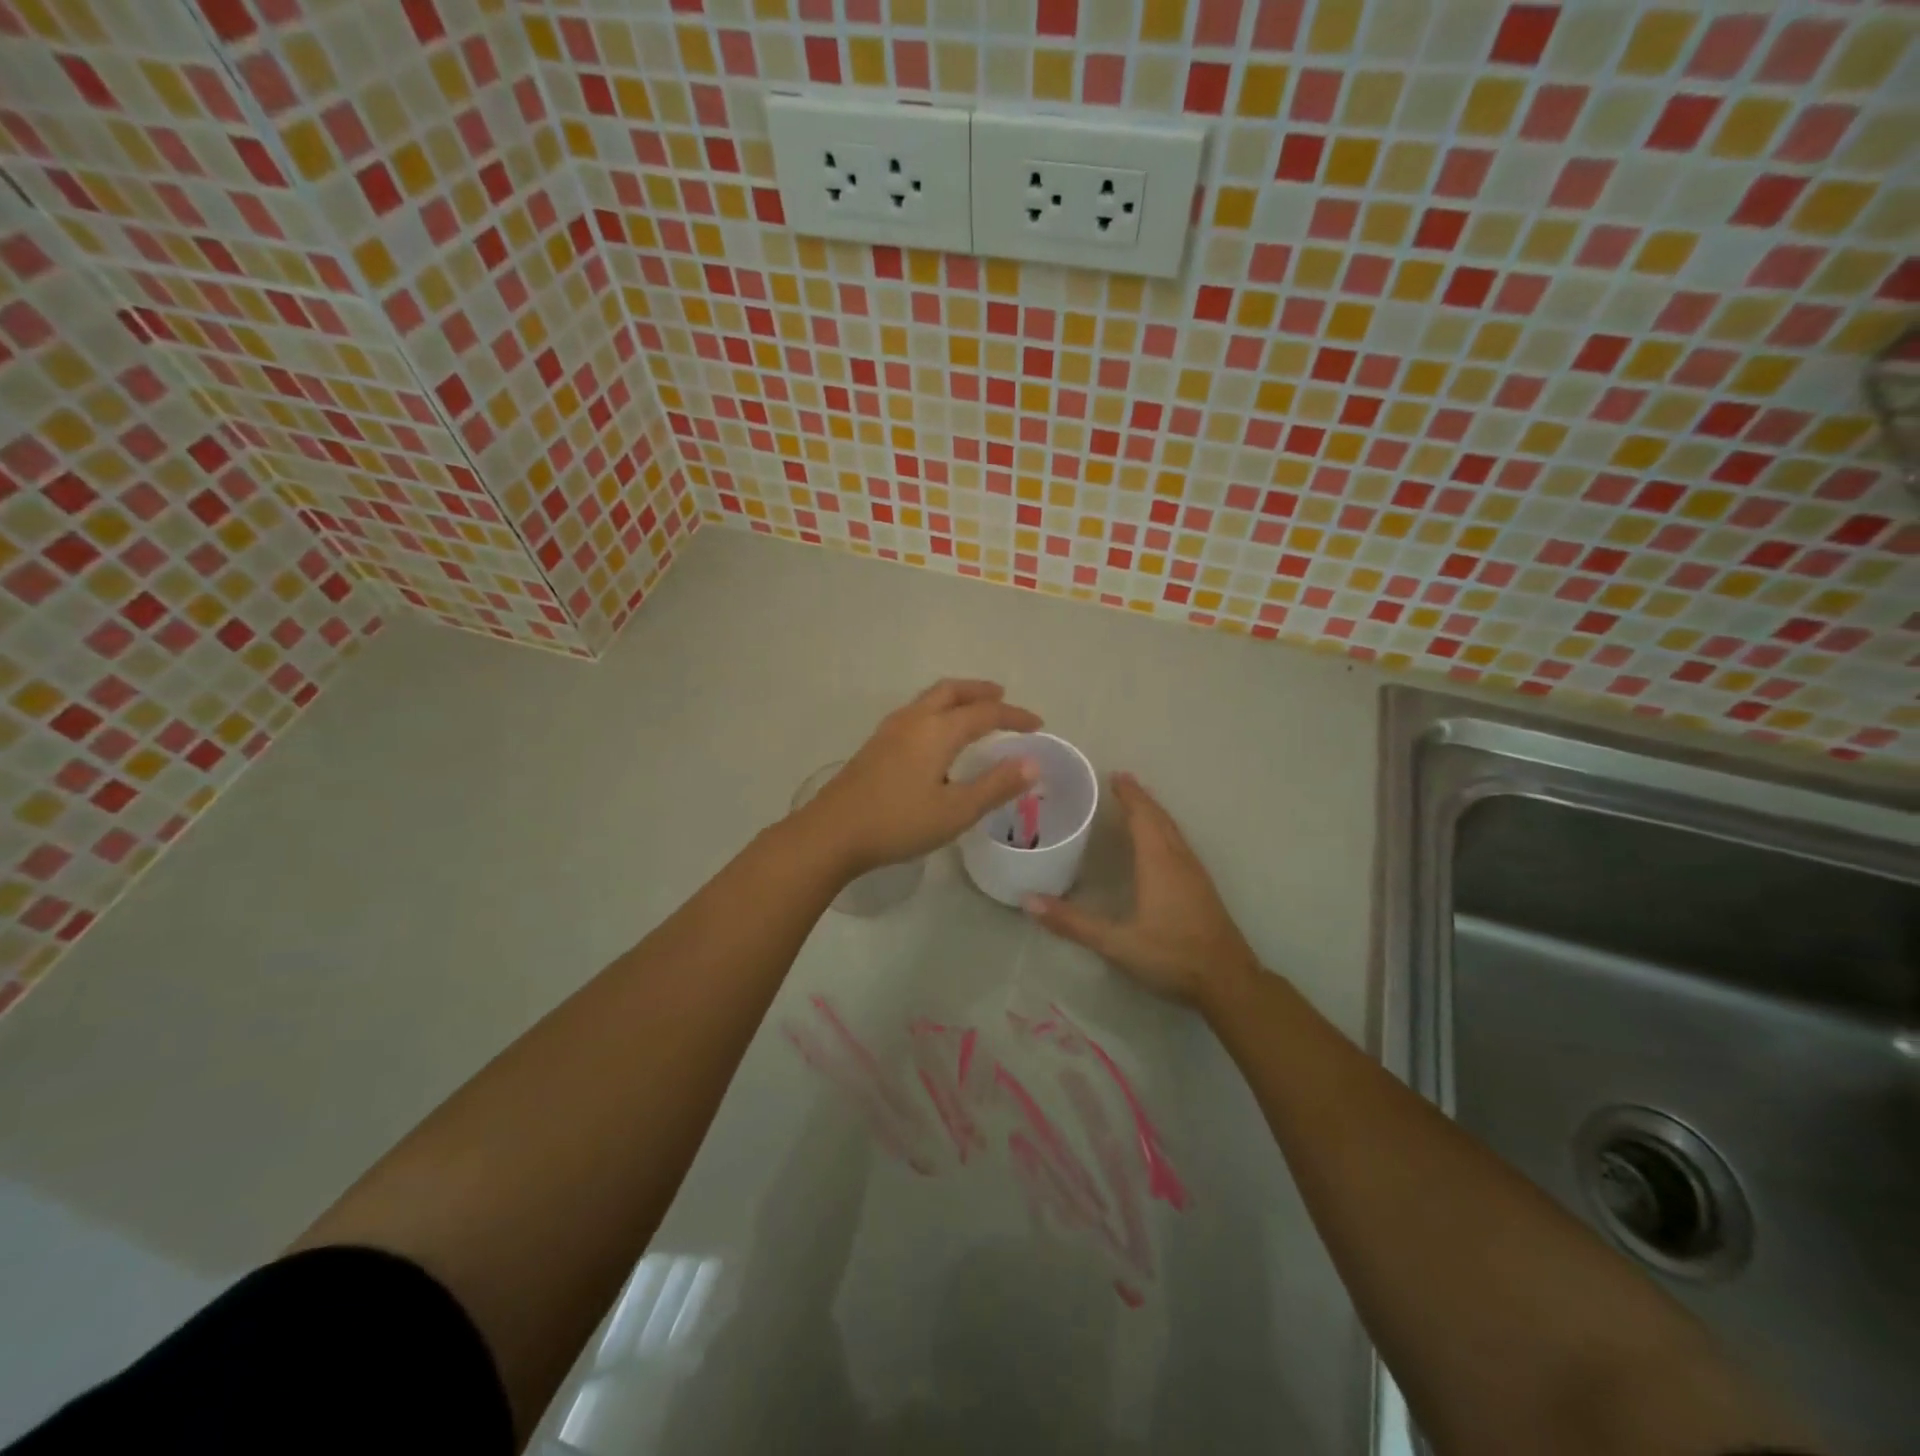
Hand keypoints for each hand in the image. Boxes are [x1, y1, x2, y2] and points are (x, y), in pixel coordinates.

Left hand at [797, 679, 1041, 875]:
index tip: (1037, 725)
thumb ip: (995, 785)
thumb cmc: (898, 823)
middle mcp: (913, 719)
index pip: (985, 712)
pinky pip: (916, 712)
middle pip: (952, 691)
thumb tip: (1032, 763)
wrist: (832, 833)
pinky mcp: (875, 745)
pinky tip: (937, 737)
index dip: (1014, 716)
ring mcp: (889, 730)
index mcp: (937, 730)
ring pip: (930, 699)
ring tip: (974, 712)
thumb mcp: (955, 811)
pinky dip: (938, 711)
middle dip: (981, 691)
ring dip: (957, 698)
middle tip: (1003, 698)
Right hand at [1025, 773, 1260, 1011]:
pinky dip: (1165, 830)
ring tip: (1139, 803)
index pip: (1142, 817)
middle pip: (1160, 818)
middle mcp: (1178, 860)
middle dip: (1141, 798)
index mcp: (1158, 863)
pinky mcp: (1202, 888)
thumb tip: (1027, 900)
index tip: (1114, 775)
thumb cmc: (1171, 955)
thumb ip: (1072, 922)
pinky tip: (1160, 842)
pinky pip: (1180, 844)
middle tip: (1122, 781)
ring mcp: (1195, 873)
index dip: (1129, 795)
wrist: (1228, 981)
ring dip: (1155, 813)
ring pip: (1173, 831)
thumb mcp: (1116, 943)